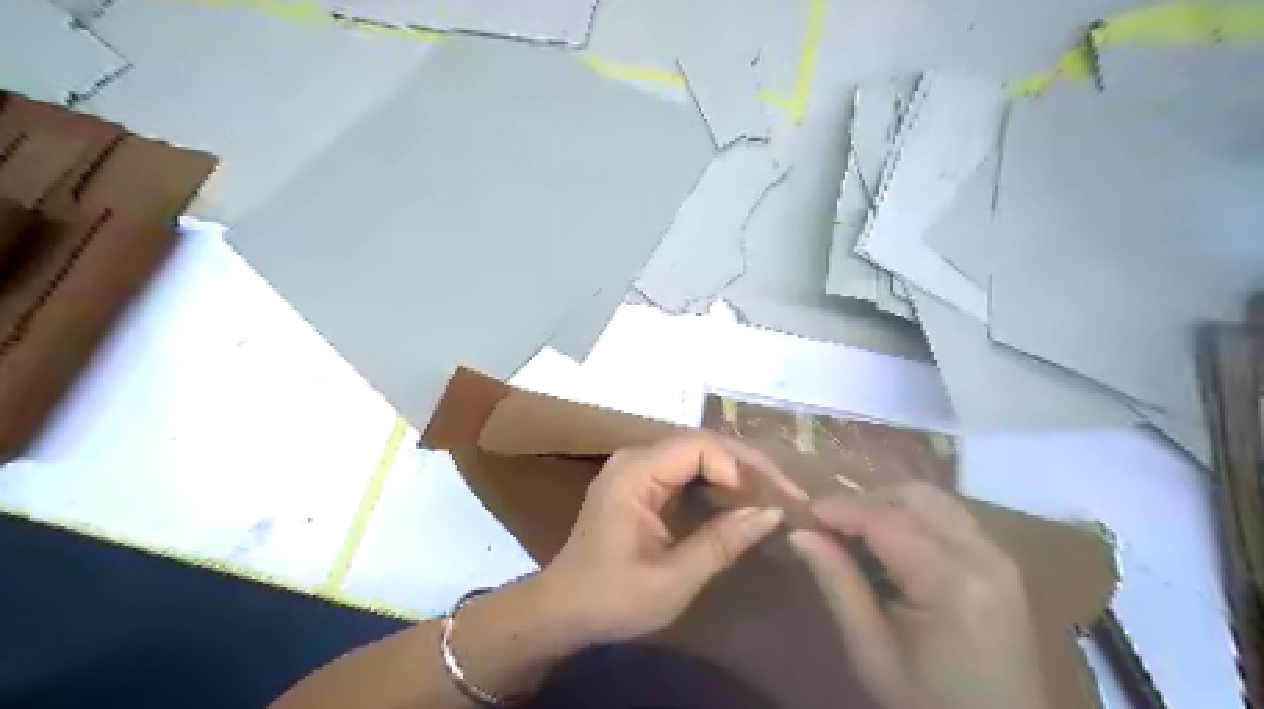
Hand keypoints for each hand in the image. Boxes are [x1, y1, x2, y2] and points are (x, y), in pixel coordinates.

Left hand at [532, 433, 797, 643]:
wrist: (562, 609)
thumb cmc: (611, 598)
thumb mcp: (671, 580)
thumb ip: (721, 543)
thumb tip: (771, 513)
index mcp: (635, 473)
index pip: (698, 446)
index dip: (739, 466)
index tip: (769, 502)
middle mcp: (635, 458)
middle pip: (701, 443)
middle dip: (746, 465)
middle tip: (786, 494)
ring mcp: (636, 467)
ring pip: (697, 453)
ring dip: (735, 471)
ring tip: (772, 496)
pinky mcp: (640, 481)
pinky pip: (686, 469)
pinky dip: (717, 481)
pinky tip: (740, 500)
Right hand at [788, 485, 1046, 707]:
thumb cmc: (928, 703)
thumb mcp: (871, 651)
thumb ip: (838, 584)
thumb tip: (799, 534)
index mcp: (952, 584)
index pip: (887, 521)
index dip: (842, 509)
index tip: (805, 514)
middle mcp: (983, 557)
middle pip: (914, 497)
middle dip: (866, 501)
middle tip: (830, 526)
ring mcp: (998, 557)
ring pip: (934, 499)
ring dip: (889, 504)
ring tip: (857, 532)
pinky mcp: (1001, 563)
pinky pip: (950, 517)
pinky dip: (913, 516)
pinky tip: (892, 544)